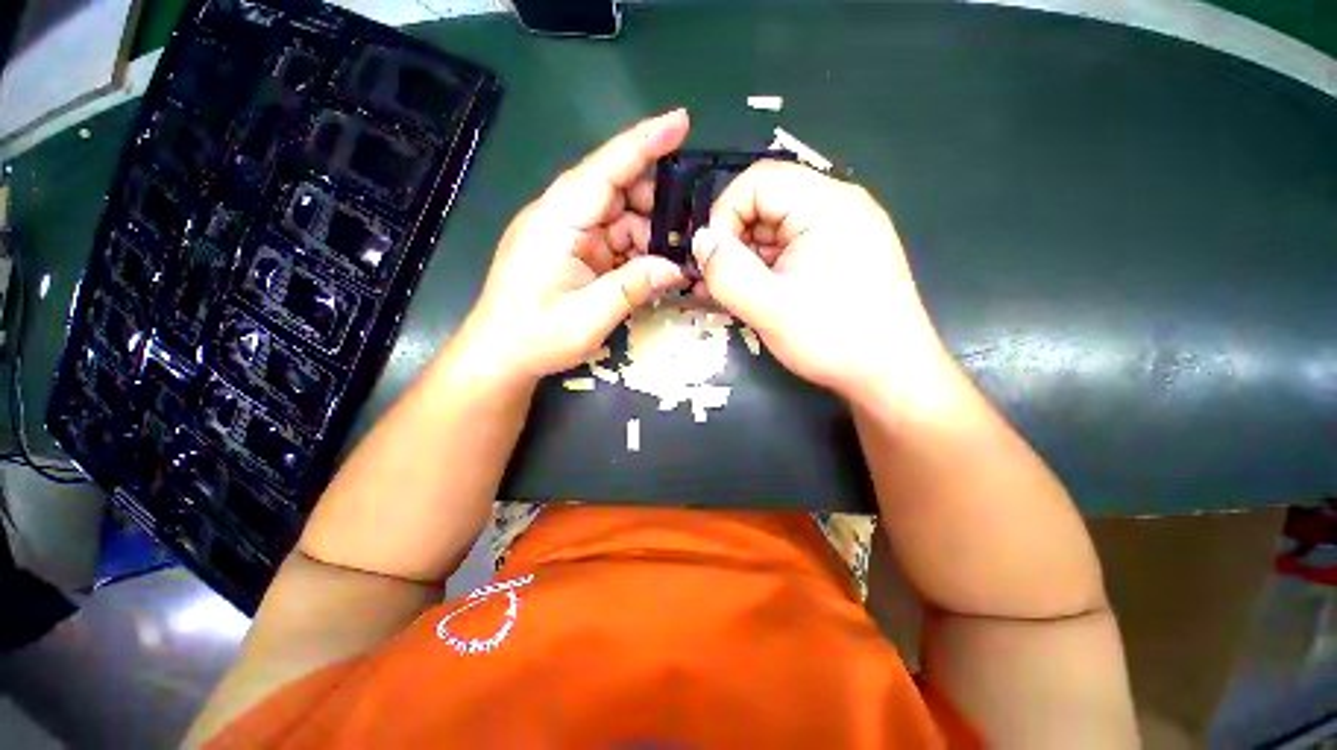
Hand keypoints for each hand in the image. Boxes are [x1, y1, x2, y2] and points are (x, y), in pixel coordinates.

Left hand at [454, 110, 691, 381]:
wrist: (499, 355)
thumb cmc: (536, 337)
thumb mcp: (589, 317)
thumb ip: (633, 287)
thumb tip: (676, 267)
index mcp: (556, 221)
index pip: (605, 169)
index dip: (644, 143)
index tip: (681, 121)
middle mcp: (559, 216)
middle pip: (614, 189)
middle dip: (653, 204)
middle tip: (686, 231)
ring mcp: (563, 233)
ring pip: (616, 217)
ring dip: (645, 234)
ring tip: (670, 259)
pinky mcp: (569, 250)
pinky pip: (609, 239)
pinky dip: (632, 250)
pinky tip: (648, 268)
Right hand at [692, 160, 947, 400]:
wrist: (893, 375)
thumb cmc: (833, 338)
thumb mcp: (768, 308)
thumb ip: (726, 271)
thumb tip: (701, 241)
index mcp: (826, 205)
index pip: (758, 181)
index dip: (724, 214)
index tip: (712, 258)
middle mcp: (840, 206)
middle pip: (768, 203)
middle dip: (735, 241)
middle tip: (717, 282)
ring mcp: (845, 231)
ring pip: (778, 229)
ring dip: (749, 258)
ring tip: (730, 294)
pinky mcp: (844, 255)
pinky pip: (795, 249)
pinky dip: (769, 268)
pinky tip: (755, 294)